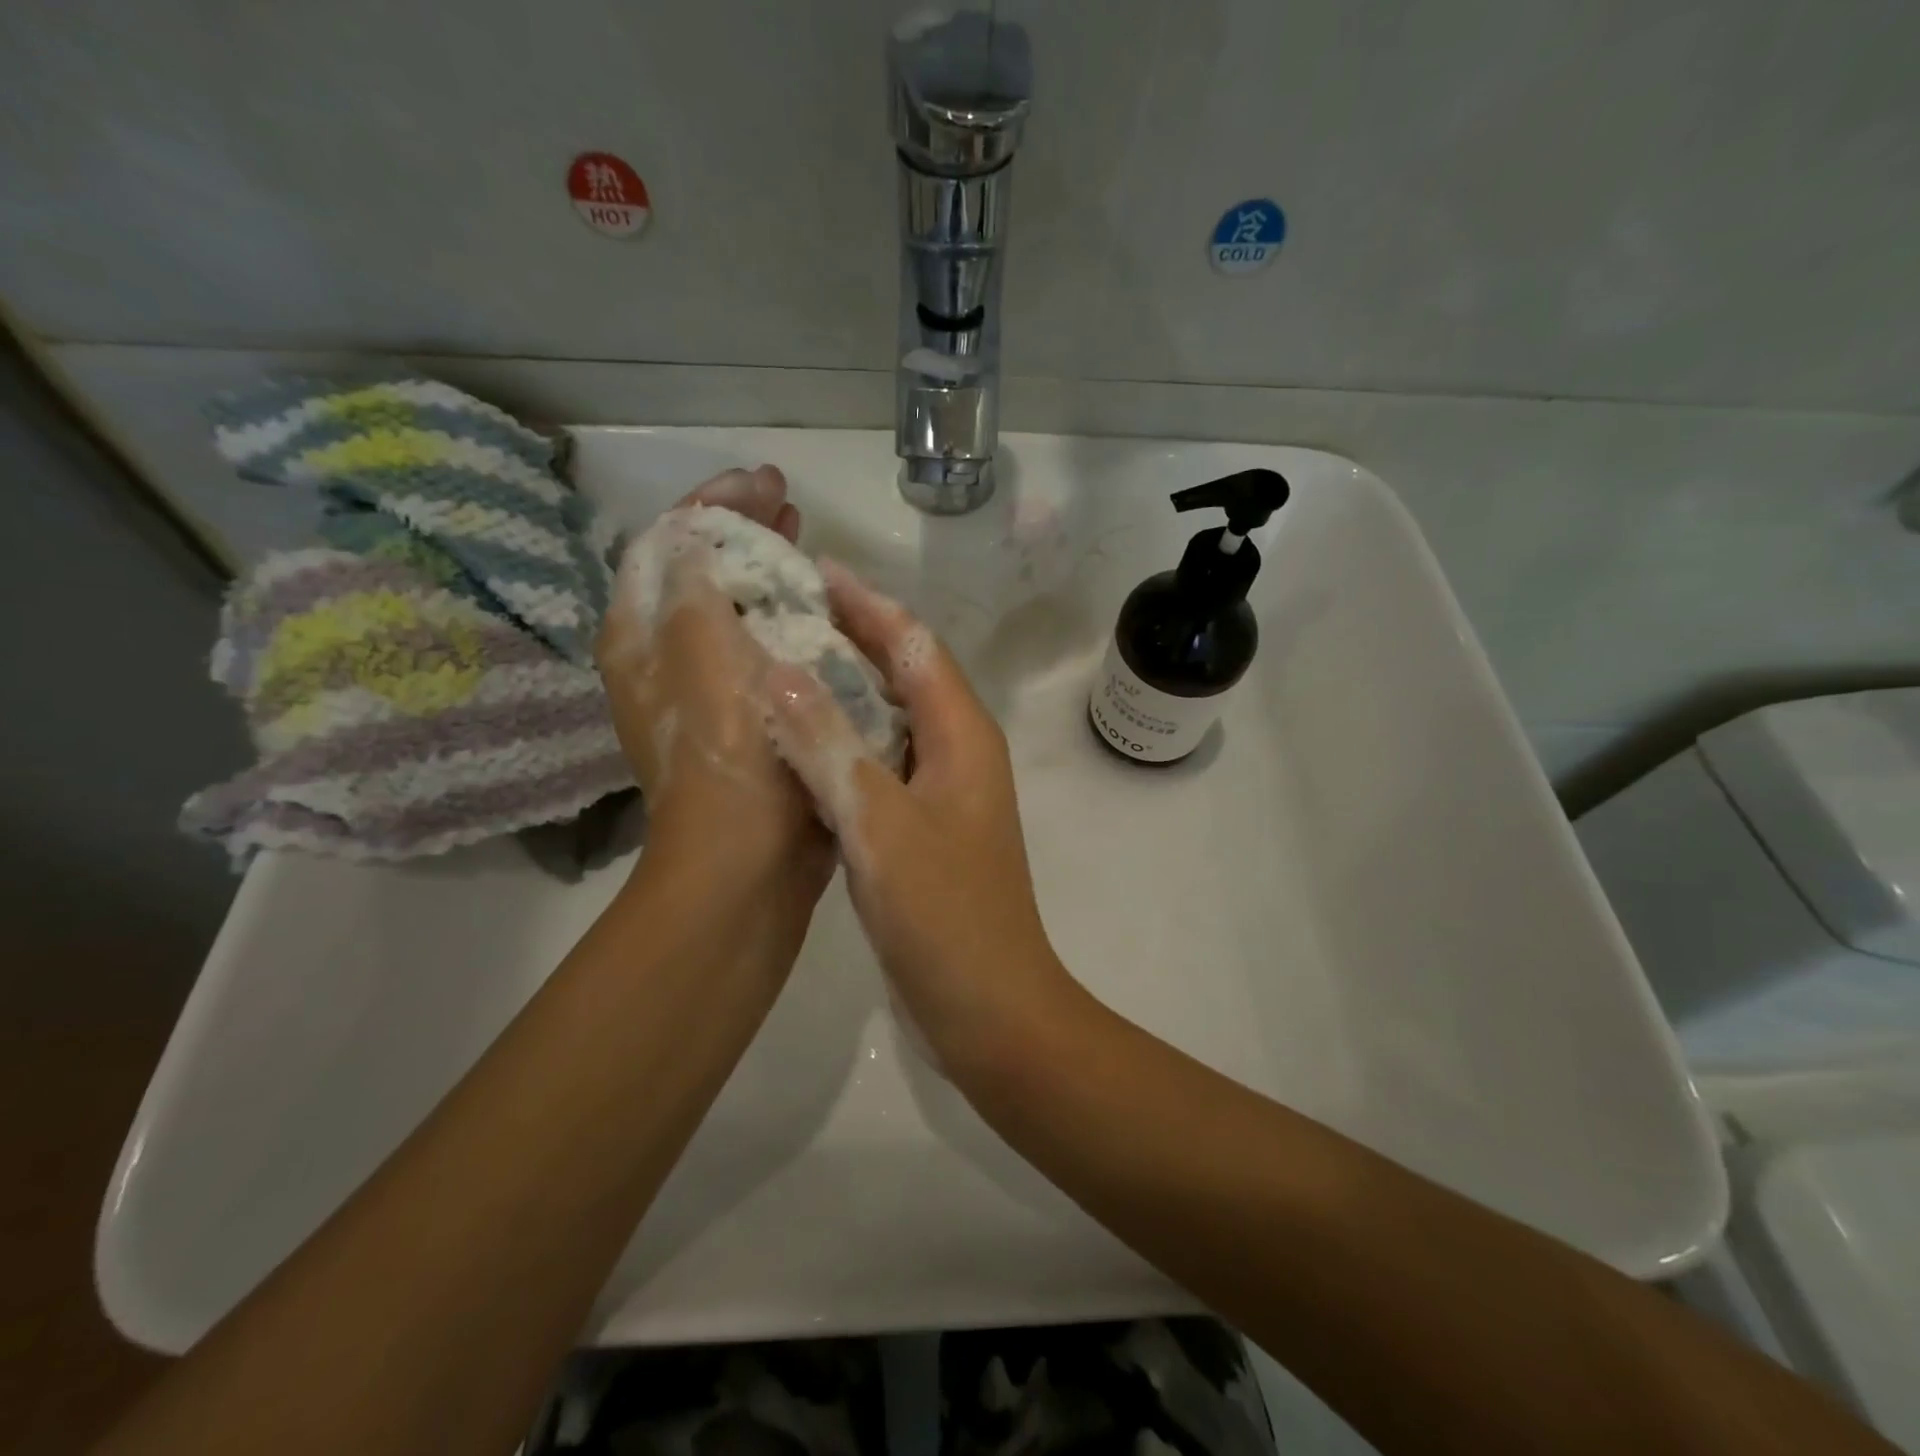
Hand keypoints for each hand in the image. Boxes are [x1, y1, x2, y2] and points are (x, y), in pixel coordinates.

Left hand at [597, 466, 829, 897]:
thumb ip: (695, 576)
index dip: (714, 503)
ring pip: (736, 609)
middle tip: (788, 502)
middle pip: (701, 572)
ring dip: (767, 571)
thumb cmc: (728, 749)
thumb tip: (702, 526)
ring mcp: (709, 692)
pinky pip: (765, 648)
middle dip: (741, 531)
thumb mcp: (702, 647)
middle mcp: (666, 659)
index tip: (764, 479)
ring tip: (806, 542)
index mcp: (642, 636)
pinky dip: (788, 619)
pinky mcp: (749, 716)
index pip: (668, 543)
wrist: (749, 857)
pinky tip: (822, 610)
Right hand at [762, 560, 1078, 1069]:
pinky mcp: (924, 829)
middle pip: (906, 673)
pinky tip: (801, 746)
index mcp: (962, 736)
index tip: (814, 570)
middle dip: (853, 637)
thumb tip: (779, 671)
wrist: (991, 1009)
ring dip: (846, 689)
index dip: (867, 604)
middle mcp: (959, 752)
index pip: (914, 645)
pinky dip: (844, 742)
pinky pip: (882, 763)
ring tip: (783, 665)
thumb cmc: (945, 917)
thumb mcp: (879, 825)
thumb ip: (829, 746)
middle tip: (785, 613)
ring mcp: (943, 793)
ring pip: (892, 719)